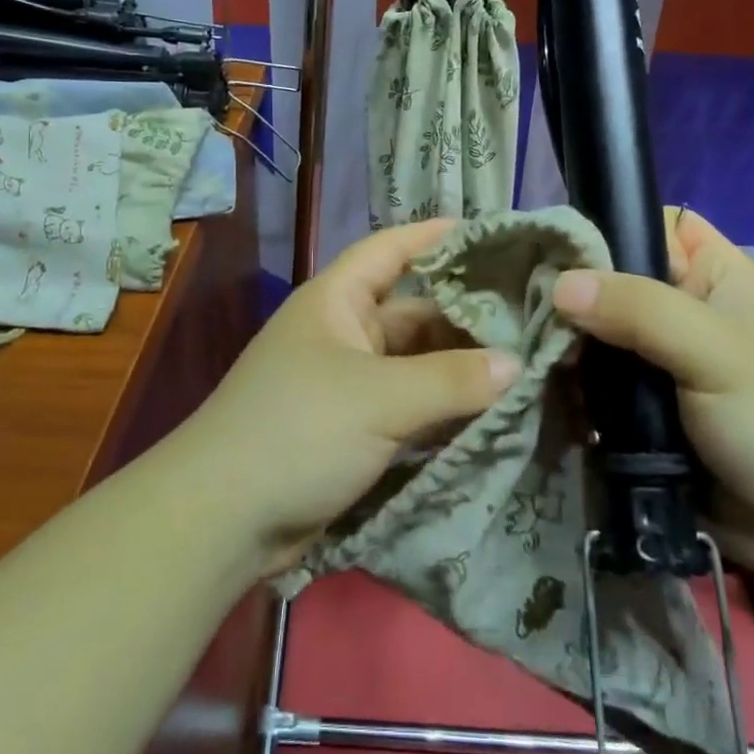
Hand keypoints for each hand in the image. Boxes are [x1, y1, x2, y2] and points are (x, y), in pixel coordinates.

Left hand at [171, 220, 517, 577]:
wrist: (223, 519)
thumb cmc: (299, 431)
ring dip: (459, 366)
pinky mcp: (353, 430)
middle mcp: (343, 334)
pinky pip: (408, 406)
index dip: (434, 236)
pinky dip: (443, 407)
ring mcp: (347, 384)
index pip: (390, 249)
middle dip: (464, 313)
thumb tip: (516, 363)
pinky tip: (490, 410)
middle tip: (529, 314)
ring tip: (525, 361)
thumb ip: (451, 379)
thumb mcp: (379, 398)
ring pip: (414, 363)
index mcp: (337, 302)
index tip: (488, 234)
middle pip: (412, 310)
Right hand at [551, 206, 753, 582]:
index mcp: (716, 275)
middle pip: (613, 281)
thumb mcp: (716, 352)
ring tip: (529, 355)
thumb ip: (639, 310)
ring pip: (598, 334)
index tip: (555, 250)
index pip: (652, 225)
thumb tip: (558, 285)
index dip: (608, 228)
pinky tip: (547, 391)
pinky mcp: (644, 408)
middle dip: (573, 295)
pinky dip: (575, 387)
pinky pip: (598, 382)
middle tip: (526, 309)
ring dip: (568, 347)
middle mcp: (685, 309)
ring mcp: (662, 361)